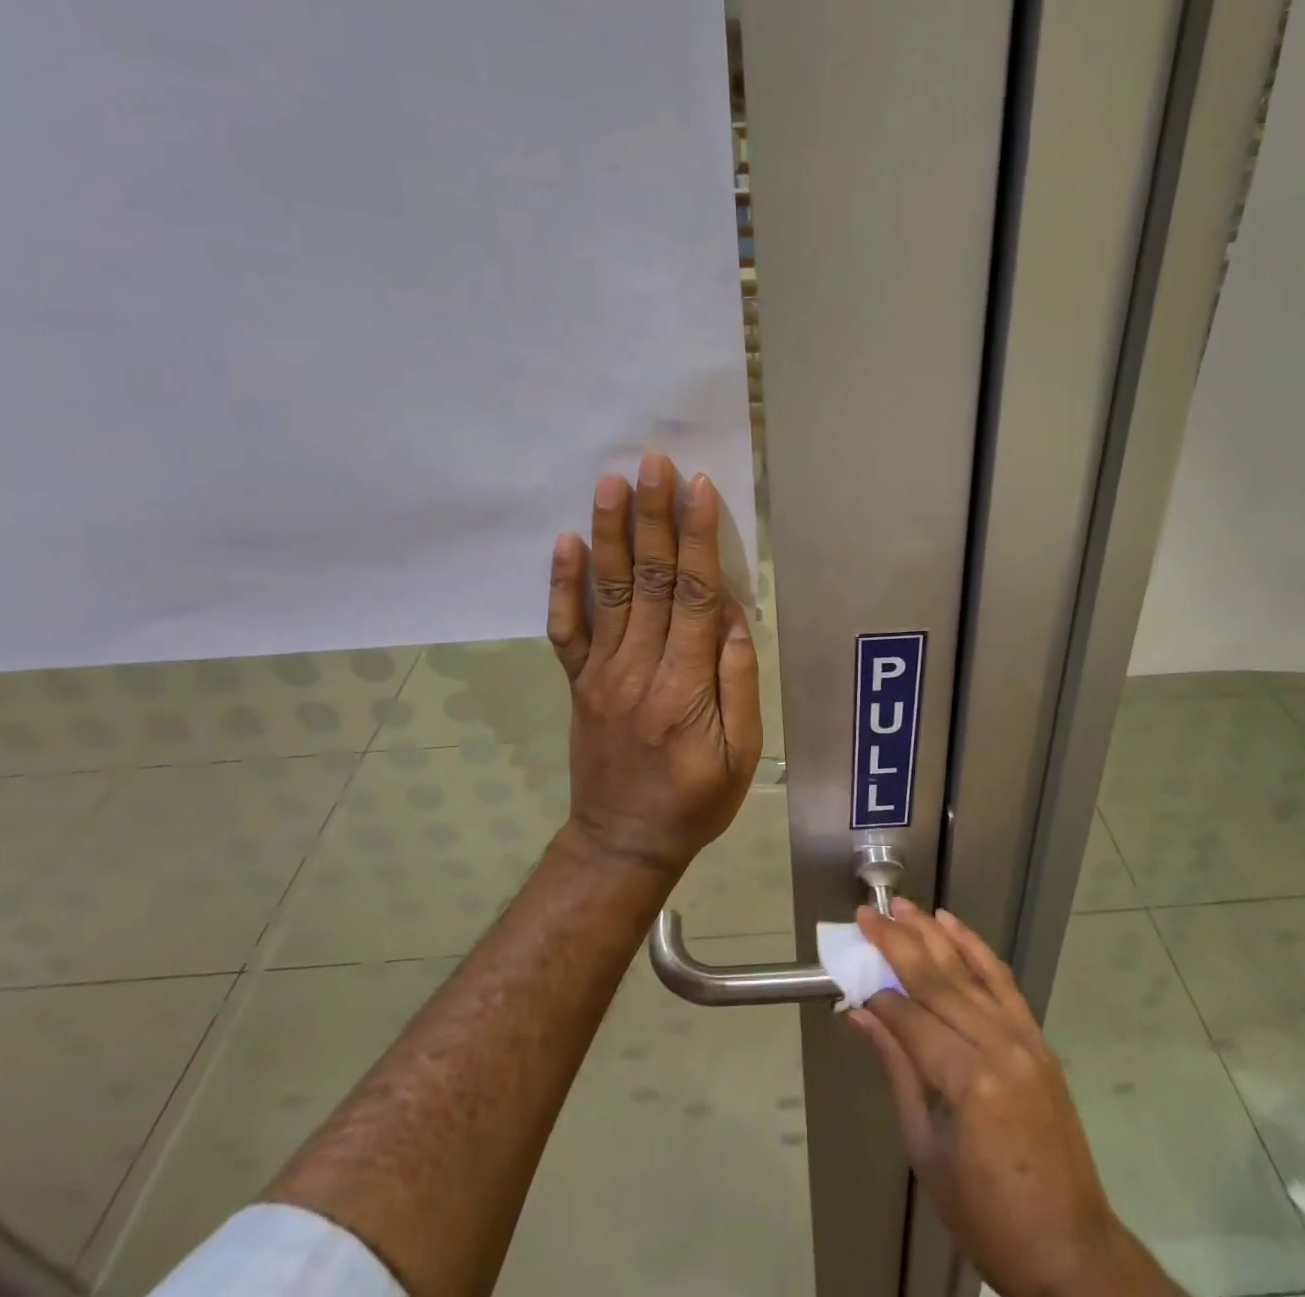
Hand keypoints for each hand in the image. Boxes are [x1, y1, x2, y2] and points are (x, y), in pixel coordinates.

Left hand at [545, 452, 762, 877]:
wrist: (622, 842)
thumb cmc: (696, 801)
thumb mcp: (742, 754)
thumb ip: (738, 681)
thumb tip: (734, 615)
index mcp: (685, 689)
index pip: (696, 597)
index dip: (699, 539)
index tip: (699, 488)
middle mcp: (638, 670)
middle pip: (651, 581)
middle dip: (654, 517)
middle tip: (653, 462)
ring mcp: (600, 674)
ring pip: (608, 592)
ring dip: (610, 533)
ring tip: (611, 482)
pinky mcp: (577, 682)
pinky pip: (566, 628)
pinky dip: (562, 584)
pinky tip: (565, 542)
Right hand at [851, 901, 1181, 1296]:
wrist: (1070, 1252)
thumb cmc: (988, 1217)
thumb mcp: (926, 1152)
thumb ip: (896, 1070)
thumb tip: (859, 1014)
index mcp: (969, 1081)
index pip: (910, 1018)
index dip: (876, 993)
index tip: (849, 972)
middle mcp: (999, 1046)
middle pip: (937, 981)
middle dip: (897, 943)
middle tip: (866, 914)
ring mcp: (1024, 1038)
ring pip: (969, 970)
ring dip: (932, 933)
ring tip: (902, 907)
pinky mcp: (1038, 1038)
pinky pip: (1003, 981)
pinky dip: (975, 948)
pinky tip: (952, 924)